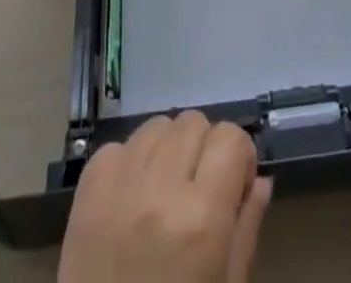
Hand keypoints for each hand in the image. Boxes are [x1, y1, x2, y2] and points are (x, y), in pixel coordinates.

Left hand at [58, 112, 273, 282]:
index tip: (235, 181)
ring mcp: (121, 182)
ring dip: (168, 148)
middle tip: (199, 186)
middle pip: (194, 121)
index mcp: (202, 217)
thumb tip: (260, 179)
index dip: (238, 154)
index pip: (230, 137)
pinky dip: (132, 162)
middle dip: (203, 147)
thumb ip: (246, 229)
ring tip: (165, 187)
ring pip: (158, 125)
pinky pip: (120, 145)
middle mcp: (162, 187)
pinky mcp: (89, 187)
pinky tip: (133, 196)